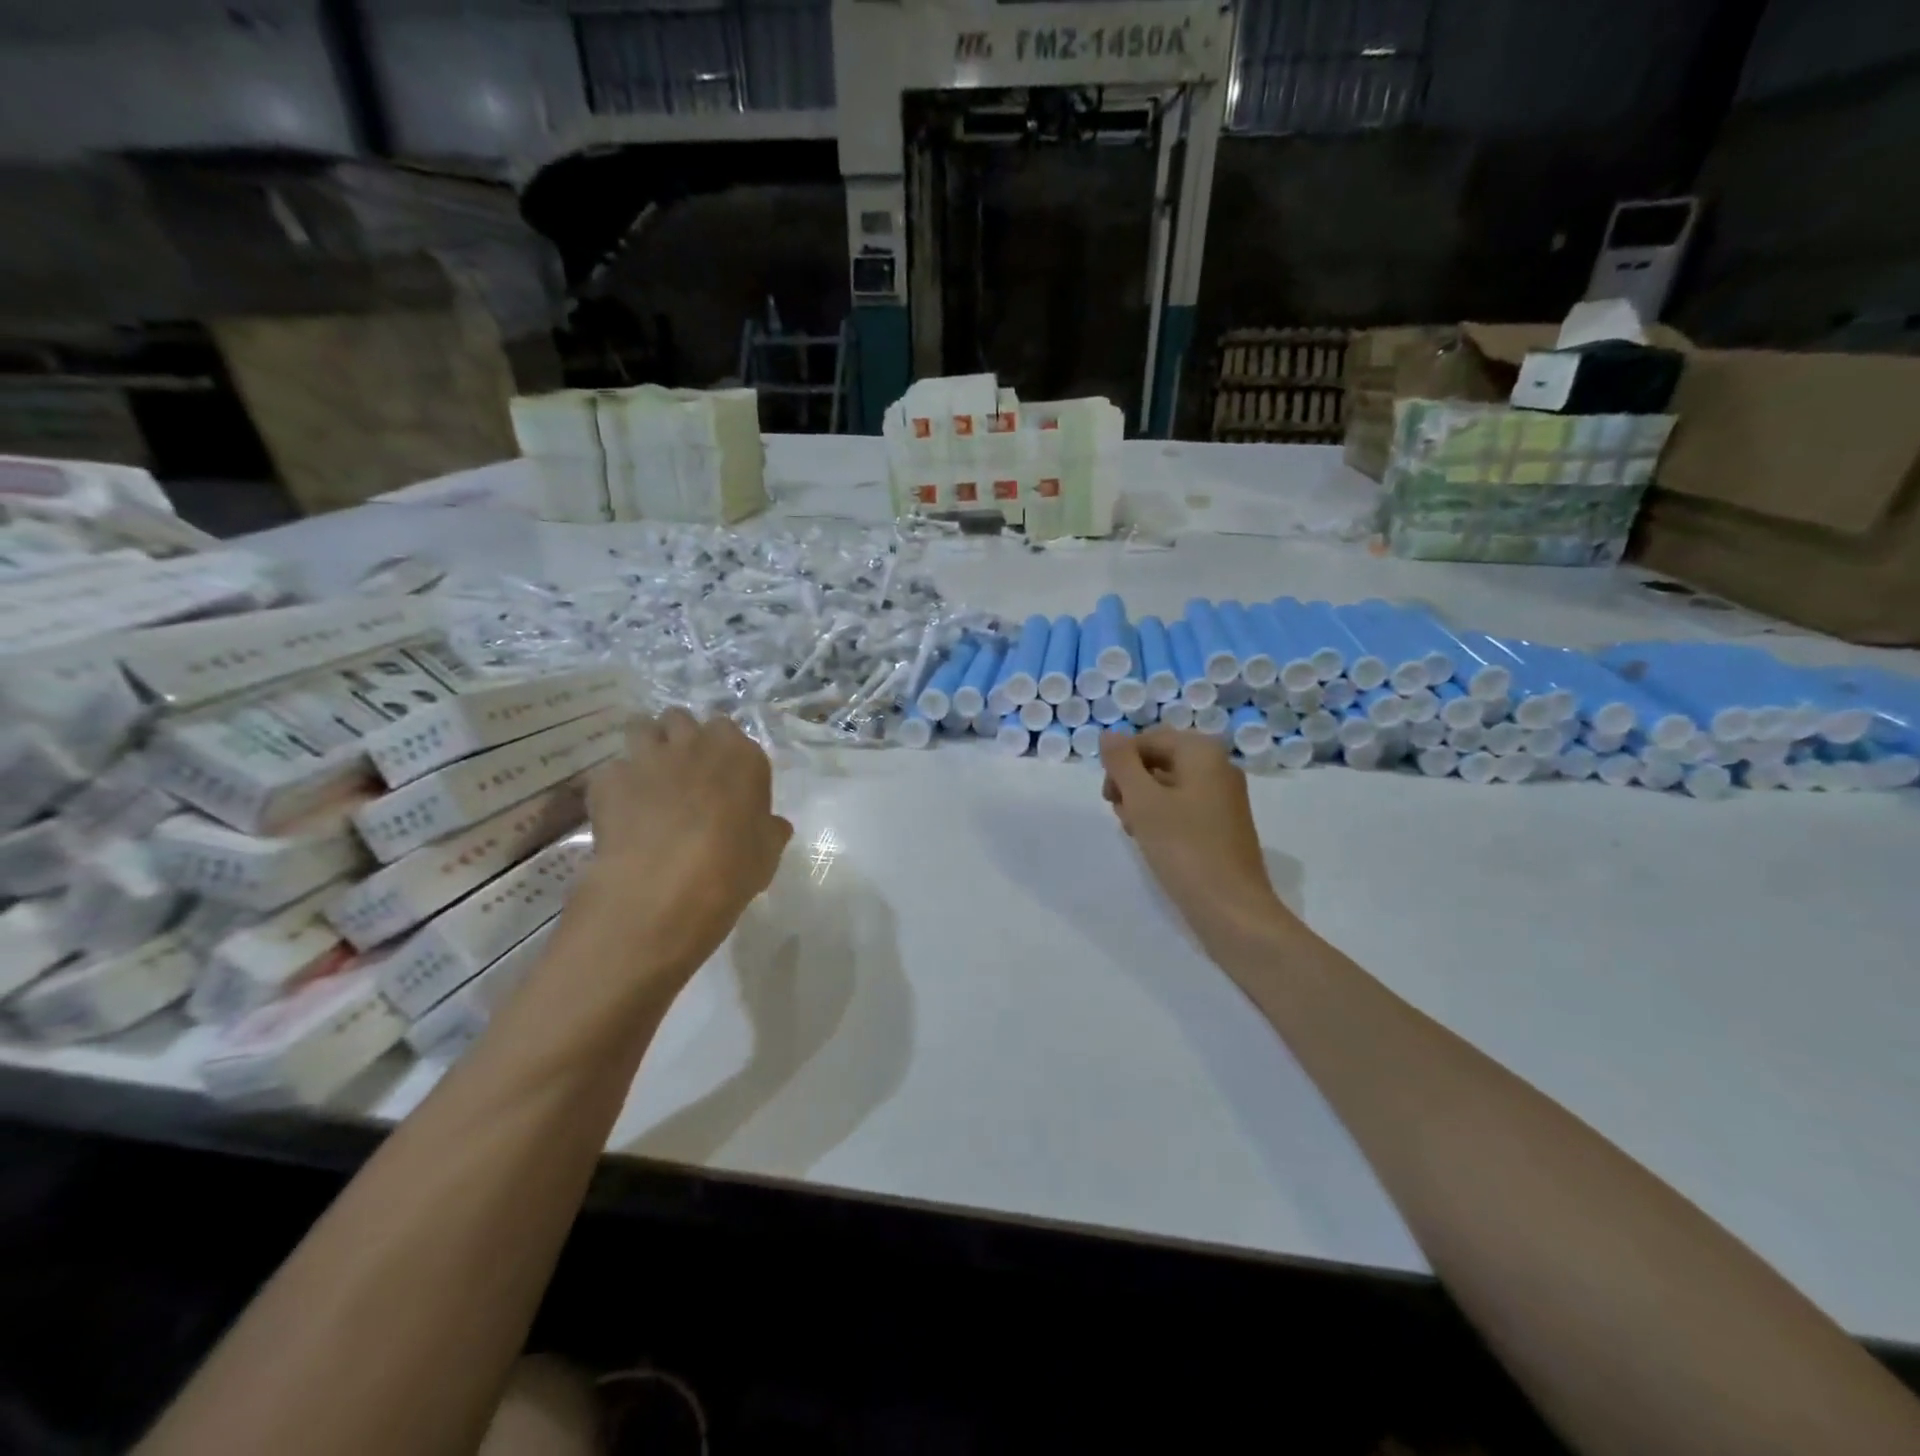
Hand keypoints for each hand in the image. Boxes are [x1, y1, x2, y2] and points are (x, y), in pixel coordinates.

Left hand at [573, 709, 792, 990]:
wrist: (663, 887)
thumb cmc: (731, 867)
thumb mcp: (767, 851)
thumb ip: (768, 829)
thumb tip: (772, 825)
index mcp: (740, 755)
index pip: (728, 729)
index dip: (721, 750)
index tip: (721, 775)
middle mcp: (694, 743)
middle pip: (681, 718)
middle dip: (679, 737)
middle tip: (681, 770)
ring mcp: (647, 757)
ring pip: (641, 728)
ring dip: (645, 747)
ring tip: (647, 778)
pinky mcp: (608, 778)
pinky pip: (611, 770)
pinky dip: (615, 786)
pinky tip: (619, 812)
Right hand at [1100, 728, 1287, 955]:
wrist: (1231, 908)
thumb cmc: (1184, 848)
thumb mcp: (1143, 800)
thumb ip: (1121, 762)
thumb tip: (1109, 734)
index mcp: (1202, 752)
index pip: (1147, 740)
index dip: (1120, 763)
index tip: (1109, 796)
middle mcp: (1218, 766)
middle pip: (1158, 759)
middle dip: (1132, 783)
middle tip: (1121, 814)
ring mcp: (1223, 796)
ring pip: (1167, 785)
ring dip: (1143, 802)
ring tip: (1135, 831)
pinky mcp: (1222, 824)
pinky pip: (1183, 806)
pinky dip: (1162, 817)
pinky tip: (1152, 841)